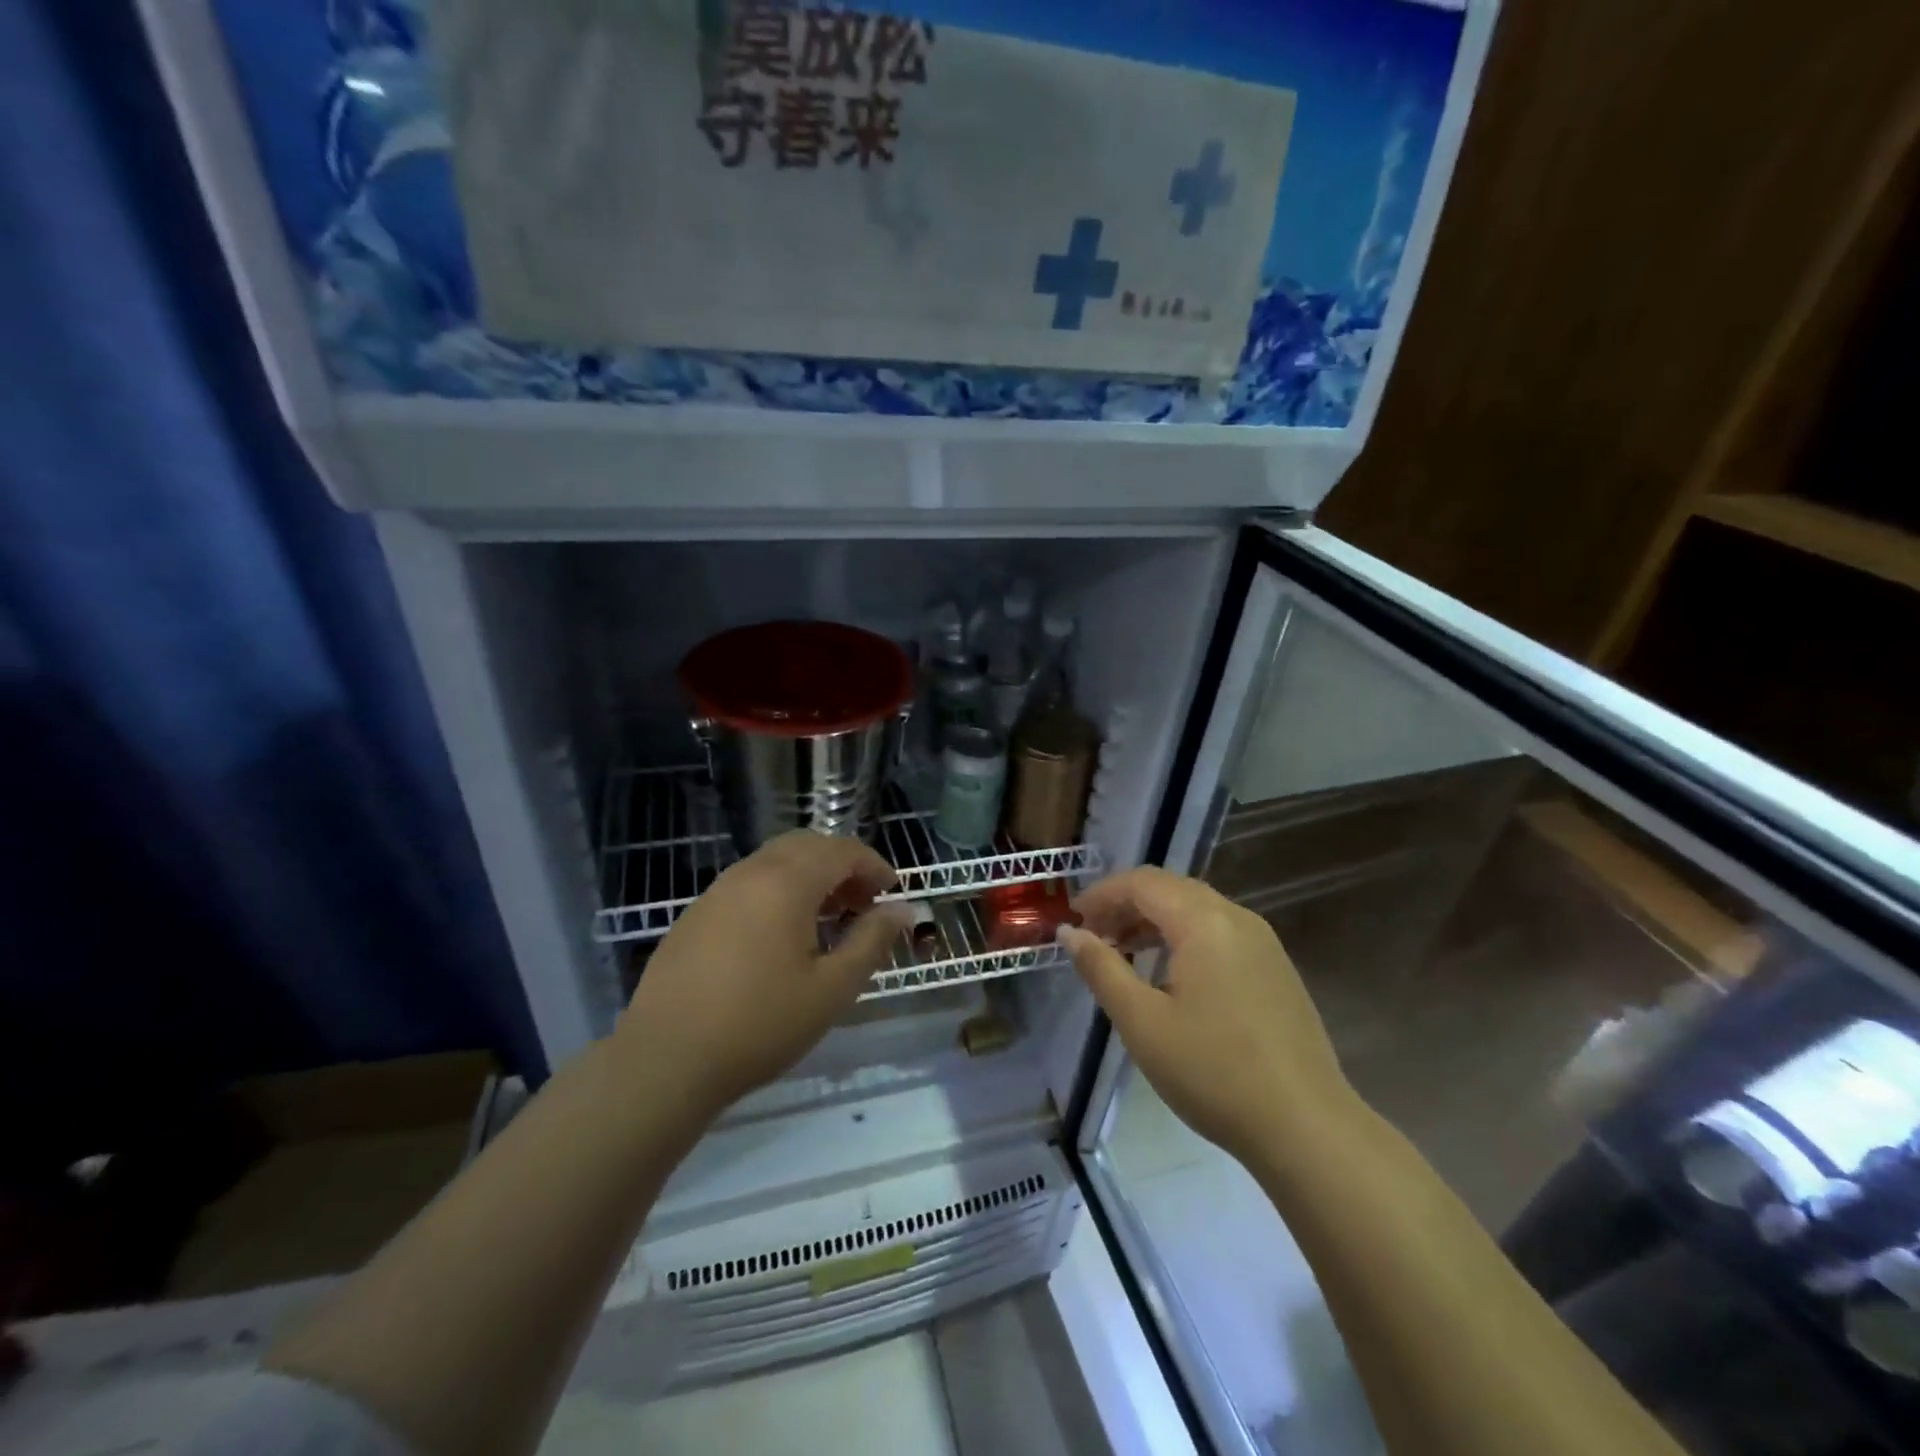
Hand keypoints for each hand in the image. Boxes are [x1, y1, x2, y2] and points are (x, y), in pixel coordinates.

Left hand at [615, 831, 910, 1118]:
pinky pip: (749, 883)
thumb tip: (902, 910)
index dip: (874, 865)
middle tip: (862, 903)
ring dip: (809, 877)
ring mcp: (717, 891)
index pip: (841, 850)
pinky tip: (781, 936)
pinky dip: (778, 891)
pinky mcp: (696, 914)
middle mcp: (750, 873)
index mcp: (786, 883)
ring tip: (827, 920)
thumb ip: (871, 942)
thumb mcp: (831, 989)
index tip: (891, 894)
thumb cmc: (760, 1025)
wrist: (665, 1060)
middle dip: (842, 865)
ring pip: (775, 862)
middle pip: (807, 846)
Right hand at [1060, 867, 1360, 1166]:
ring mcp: (1263, 943)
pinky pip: (1219, 933)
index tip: (1073, 919)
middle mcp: (1237, 918)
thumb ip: (1101, 968)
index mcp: (1204, 922)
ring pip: (1197, 910)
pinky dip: (1184, 938)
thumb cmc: (1213, 1071)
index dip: (1102, 894)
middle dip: (1126, 904)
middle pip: (1171, 889)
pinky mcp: (1276, 969)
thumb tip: (1070, 932)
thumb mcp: (1142, 1022)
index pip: (1142, 883)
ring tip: (1124, 953)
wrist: (1306, 1126)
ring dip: (1155, 921)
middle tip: (1094, 935)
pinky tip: (1170, 976)